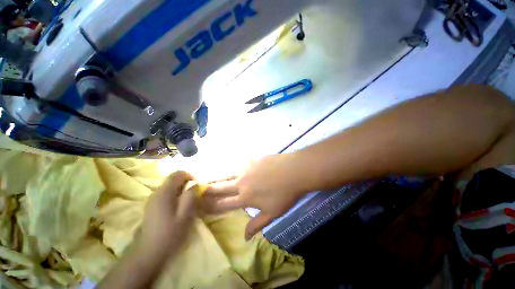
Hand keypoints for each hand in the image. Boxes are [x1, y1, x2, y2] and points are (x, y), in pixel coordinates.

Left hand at [139, 171, 195, 258]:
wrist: (148, 253)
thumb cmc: (169, 233)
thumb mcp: (185, 215)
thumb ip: (191, 197)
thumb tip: (194, 185)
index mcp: (165, 193)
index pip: (177, 174)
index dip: (189, 176)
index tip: (196, 186)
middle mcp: (156, 193)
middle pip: (173, 180)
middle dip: (186, 184)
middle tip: (194, 195)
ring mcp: (152, 200)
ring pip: (169, 187)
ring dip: (180, 190)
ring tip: (187, 202)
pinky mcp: (151, 207)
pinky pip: (165, 195)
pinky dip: (174, 196)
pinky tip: (177, 209)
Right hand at [203, 154, 305, 239]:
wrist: (293, 171)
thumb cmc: (285, 194)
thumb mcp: (272, 213)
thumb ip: (257, 224)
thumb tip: (245, 237)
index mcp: (245, 197)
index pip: (223, 204)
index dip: (211, 206)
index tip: (199, 207)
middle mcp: (241, 183)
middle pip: (220, 187)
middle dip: (207, 190)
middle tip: (195, 190)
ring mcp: (246, 169)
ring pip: (226, 173)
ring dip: (216, 177)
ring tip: (207, 178)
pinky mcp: (252, 160)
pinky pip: (239, 163)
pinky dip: (233, 167)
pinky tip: (231, 167)